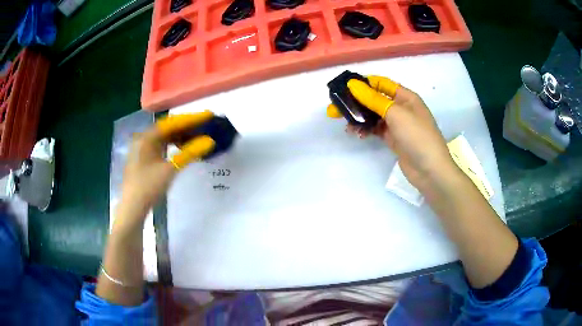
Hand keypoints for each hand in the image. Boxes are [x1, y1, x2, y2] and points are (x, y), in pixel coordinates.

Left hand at [116, 111, 215, 228]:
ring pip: (165, 138)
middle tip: (205, 126)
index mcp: (147, 137)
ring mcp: (142, 149)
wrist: (132, 208)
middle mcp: (143, 139)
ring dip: (180, 137)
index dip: (191, 119)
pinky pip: (161, 146)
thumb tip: (209, 142)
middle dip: (187, 127)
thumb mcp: (170, 169)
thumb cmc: (149, 186)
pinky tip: (182, 149)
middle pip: (168, 128)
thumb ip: (189, 153)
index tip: (208, 116)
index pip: (172, 123)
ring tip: (197, 137)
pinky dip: (173, 146)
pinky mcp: (144, 159)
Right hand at [327, 75, 458, 193]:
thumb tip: (353, 84)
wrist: (430, 170)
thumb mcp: (396, 114)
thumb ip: (373, 99)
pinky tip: (357, 134)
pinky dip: (366, 130)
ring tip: (345, 125)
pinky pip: (376, 129)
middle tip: (335, 108)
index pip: (381, 83)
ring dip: (359, 118)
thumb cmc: (417, 136)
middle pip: (375, 99)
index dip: (363, 83)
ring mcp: (398, 124)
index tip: (344, 88)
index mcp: (406, 97)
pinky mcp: (394, 139)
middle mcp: (401, 108)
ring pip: (374, 115)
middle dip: (356, 102)